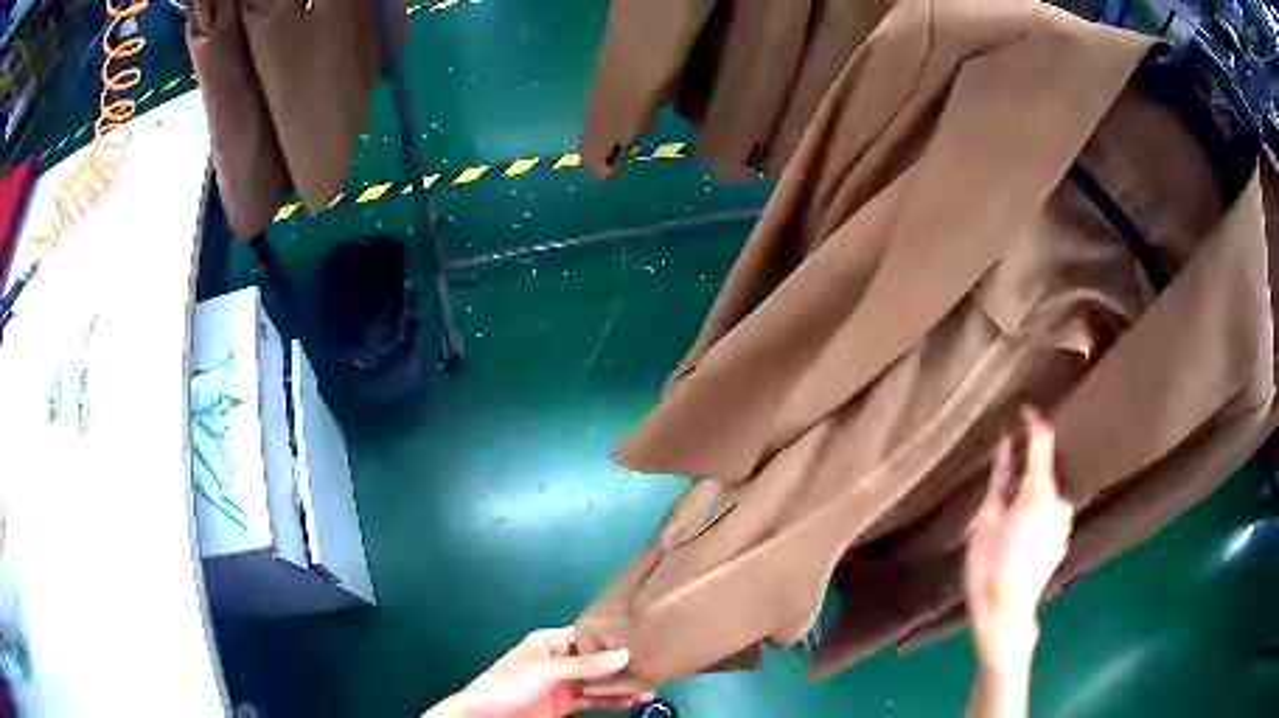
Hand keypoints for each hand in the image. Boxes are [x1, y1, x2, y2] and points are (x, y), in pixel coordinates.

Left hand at [425, 627, 652, 717]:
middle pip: (595, 660)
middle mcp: (558, 659)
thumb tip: (624, 653)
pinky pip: (593, 698)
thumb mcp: (545, 671)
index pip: (586, 636)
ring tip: (649, 687)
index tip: (642, 641)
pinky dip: (611, 700)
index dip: (612, 639)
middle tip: (653, 667)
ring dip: (620, 685)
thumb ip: (584, 664)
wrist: (484, 716)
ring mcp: (562, 683)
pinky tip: (630, 702)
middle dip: (621, 664)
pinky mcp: (565, 702)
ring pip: (597, 680)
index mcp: (549, 642)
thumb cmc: (508, 684)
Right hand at [965, 408, 1073, 664]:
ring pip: (1048, 492)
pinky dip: (1037, 509)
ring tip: (1005, 514)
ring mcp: (1064, 520)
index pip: (1043, 440)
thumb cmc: (990, 566)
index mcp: (1040, 491)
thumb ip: (1000, 480)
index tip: (1022, 409)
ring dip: (1030, 492)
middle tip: (1000, 485)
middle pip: (1046, 468)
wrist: (1006, 613)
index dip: (1033, 420)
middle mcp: (1060, 500)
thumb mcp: (986, 520)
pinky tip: (1019, 529)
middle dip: (1024, 469)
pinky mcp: (1062, 537)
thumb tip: (1006, 447)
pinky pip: (1051, 511)